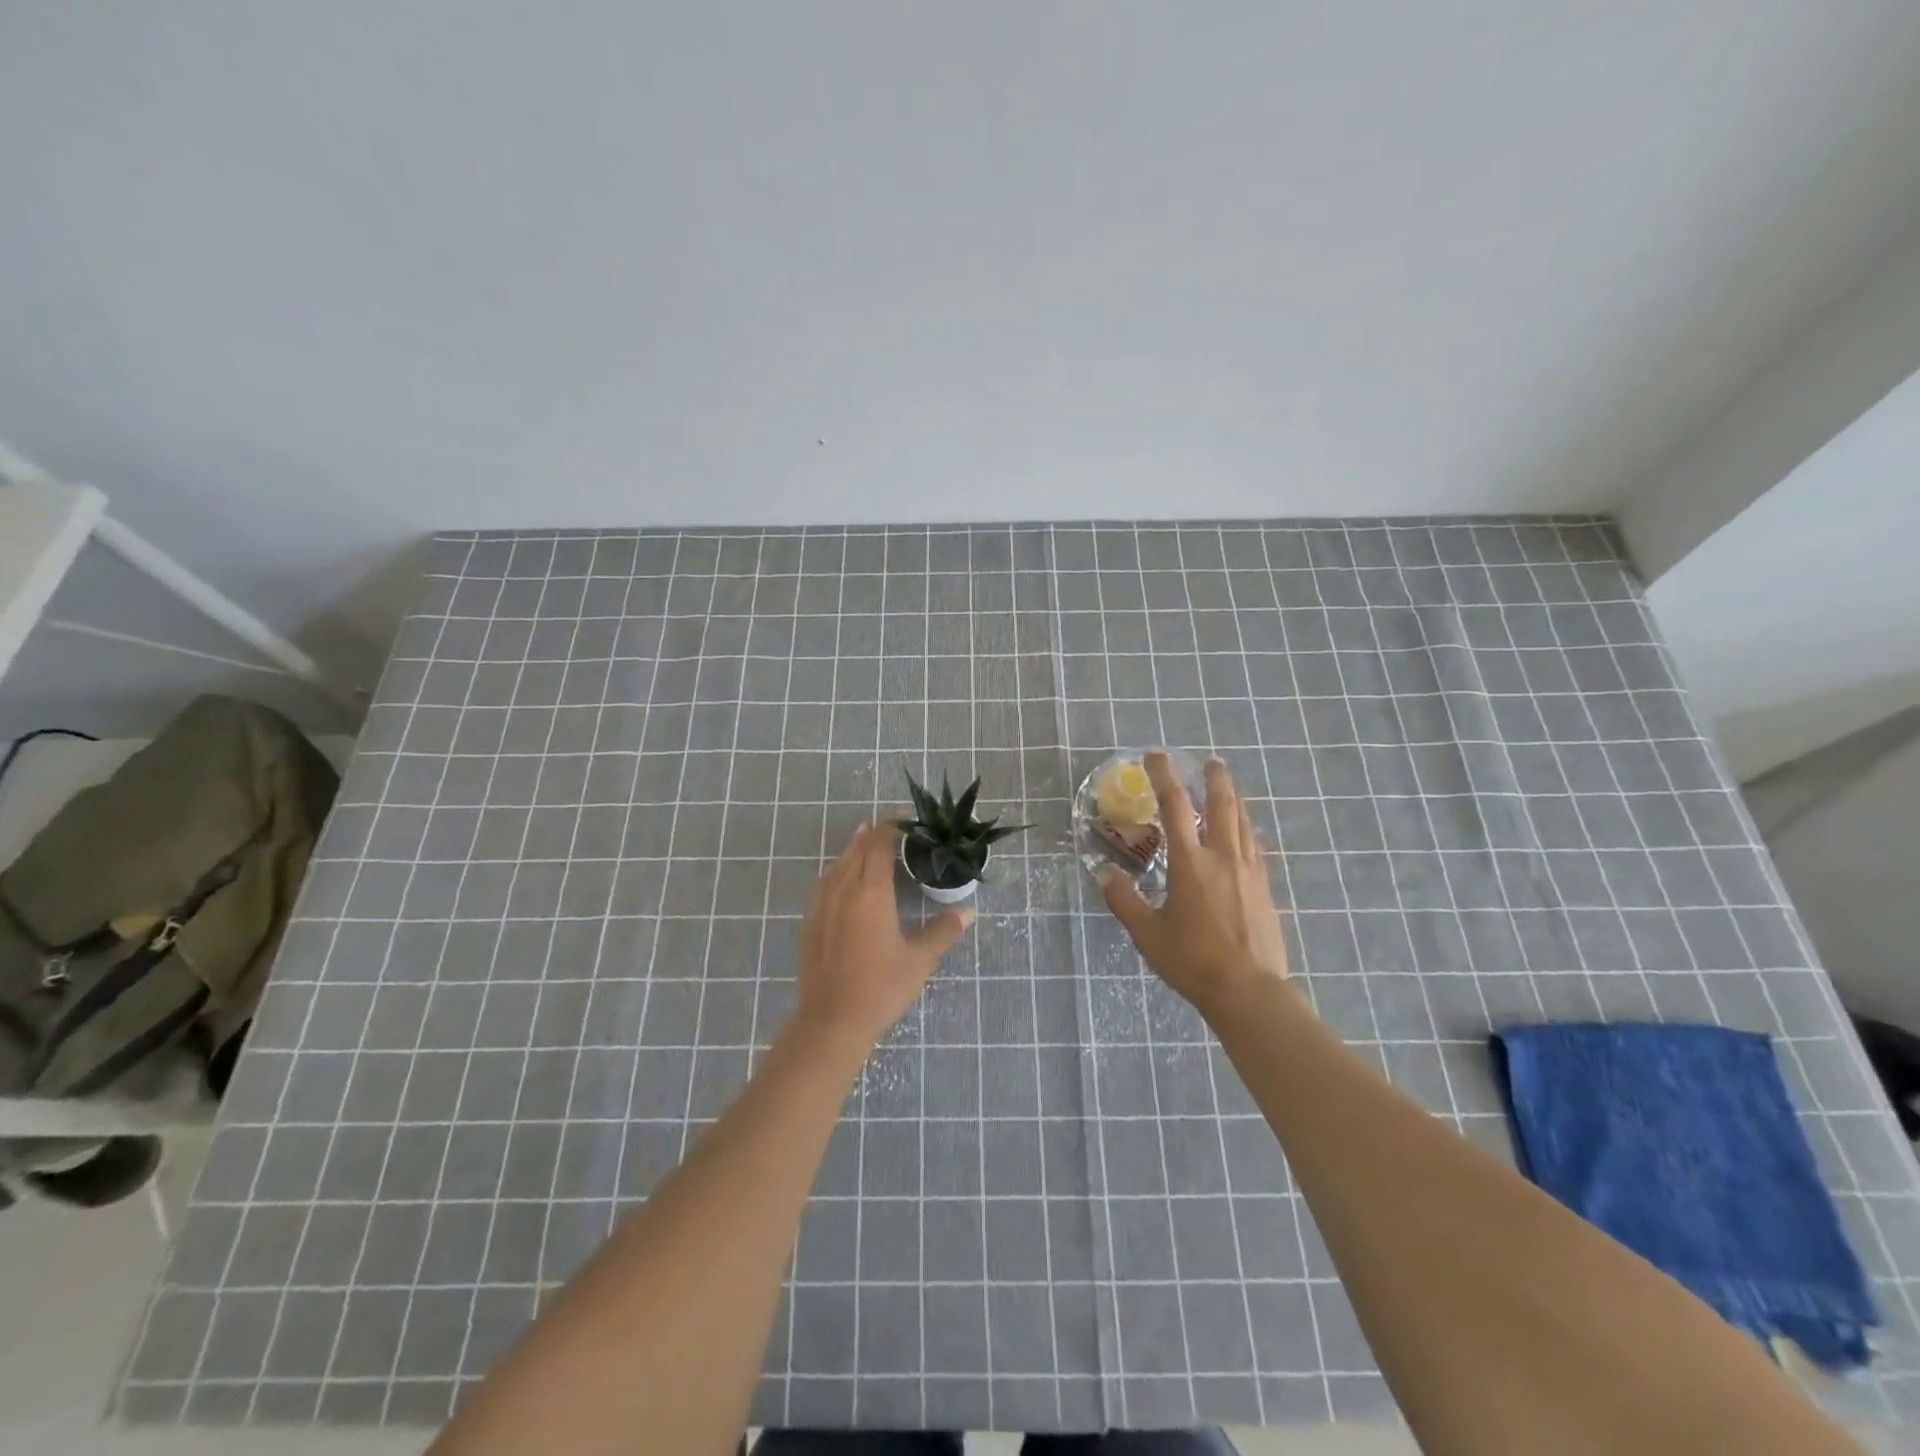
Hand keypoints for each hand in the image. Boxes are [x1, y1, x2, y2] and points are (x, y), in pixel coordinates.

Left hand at [795, 821, 974, 1049]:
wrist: (831, 1021)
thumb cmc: (880, 988)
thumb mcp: (919, 960)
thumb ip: (943, 931)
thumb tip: (968, 911)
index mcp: (871, 892)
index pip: (880, 845)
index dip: (892, 827)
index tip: (907, 820)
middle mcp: (843, 889)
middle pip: (856, 849)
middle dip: (873, 834)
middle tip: (893, 829)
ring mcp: (822, 905)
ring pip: (837, 864)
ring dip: (853, 850)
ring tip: (867, 843)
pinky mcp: (810, 921)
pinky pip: (824, 883)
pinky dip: (838, 870)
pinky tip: (843, 879)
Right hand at [1101, 751, 1290, 1015]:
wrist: (1249, 991)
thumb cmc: (1193, 961)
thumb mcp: (1147, 934)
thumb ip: (1124, 900)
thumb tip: (1104, 873)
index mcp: (1190, 863)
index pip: (1174, 807)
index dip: (1163, 776)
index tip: (1156, 756)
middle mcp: (1222, 857)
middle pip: (1221, 805)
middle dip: (1214, 779)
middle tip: (1210, 761)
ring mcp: (1248, 871)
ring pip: (1242, 822)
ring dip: (1233, 799)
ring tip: (1227, 787)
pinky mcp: (1264, 887)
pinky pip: (1253, 845)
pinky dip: (1245, 828)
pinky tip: (1243, 832)